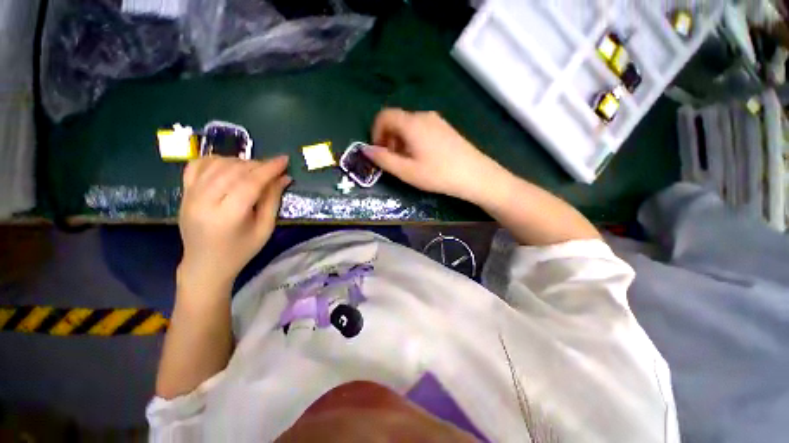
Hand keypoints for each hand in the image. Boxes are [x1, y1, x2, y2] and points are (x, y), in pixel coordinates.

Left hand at [177, 156, 291, 291]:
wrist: (205, 264)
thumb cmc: (241, 250)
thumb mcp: (265, 228)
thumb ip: (273, 200)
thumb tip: (284, 178)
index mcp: (228, 216)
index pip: (250, 183)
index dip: (269, 168)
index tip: (284, 159)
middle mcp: (204, 201)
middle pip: (234, 171)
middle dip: (258, 165)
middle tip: (273, 169)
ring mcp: (190, 195)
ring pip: (216, 164)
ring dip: (240, 162)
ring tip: (254, 170)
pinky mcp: (183, 192)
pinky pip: (196, 165)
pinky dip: (215, 160)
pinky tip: (229, 165)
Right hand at [364, 109, 504, 202]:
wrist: (476, 175)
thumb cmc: (438, 174)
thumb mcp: (407, 171)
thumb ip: (384, 160)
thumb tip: (365, 150)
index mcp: (412, 123)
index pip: (384, 116)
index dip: (375, 132)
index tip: (379, 152)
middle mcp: (423, 116)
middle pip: (397, 120)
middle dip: (388, 139)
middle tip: (393, 161)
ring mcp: (437, 121)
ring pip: (409, 125)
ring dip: (401, 141)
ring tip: (408, 162)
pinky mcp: (445, 128)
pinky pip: (422, 129)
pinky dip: (414, 140)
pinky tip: (422, 158)